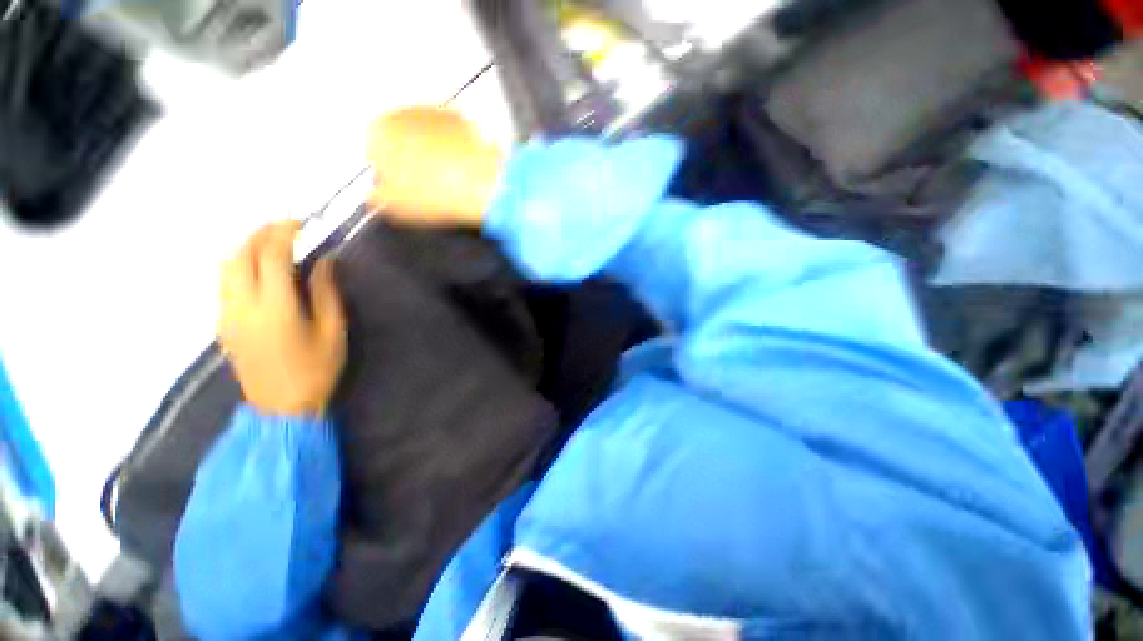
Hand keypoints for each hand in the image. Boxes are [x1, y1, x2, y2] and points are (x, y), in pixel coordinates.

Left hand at [218, 222, 346, 415]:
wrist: (281, 408)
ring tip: (271, 243)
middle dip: (260, 233)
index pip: (271, 256)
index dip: (284, 233)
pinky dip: (238, 264)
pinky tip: (257, 268)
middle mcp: (242, 305)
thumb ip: (326, 292)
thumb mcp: (333, 331)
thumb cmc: (316, 370)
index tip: (301, 223)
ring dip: (246, 246)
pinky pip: (224, 281)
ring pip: (225, 266)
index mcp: (275, 308)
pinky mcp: (222, 323)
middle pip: (240, 254)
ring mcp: (227, 314)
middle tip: (285, 228)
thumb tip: (323, 261)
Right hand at [366, 107, 503, 227]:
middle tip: (426, 182)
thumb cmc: (431, 196)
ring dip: (432, 147)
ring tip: (449, 175)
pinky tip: (465, 164)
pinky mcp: (464, 116)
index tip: (404, 189)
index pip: (374, 152)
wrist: (480, 183)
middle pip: (399, 135)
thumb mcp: (395, 207)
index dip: (389, 172)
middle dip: (408, 155)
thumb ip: (376, 197)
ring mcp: (434, 109)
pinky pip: (452, 131)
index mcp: (377, 132)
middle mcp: (401, 111)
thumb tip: (374, 193)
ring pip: (425, 131)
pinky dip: (454, 143)